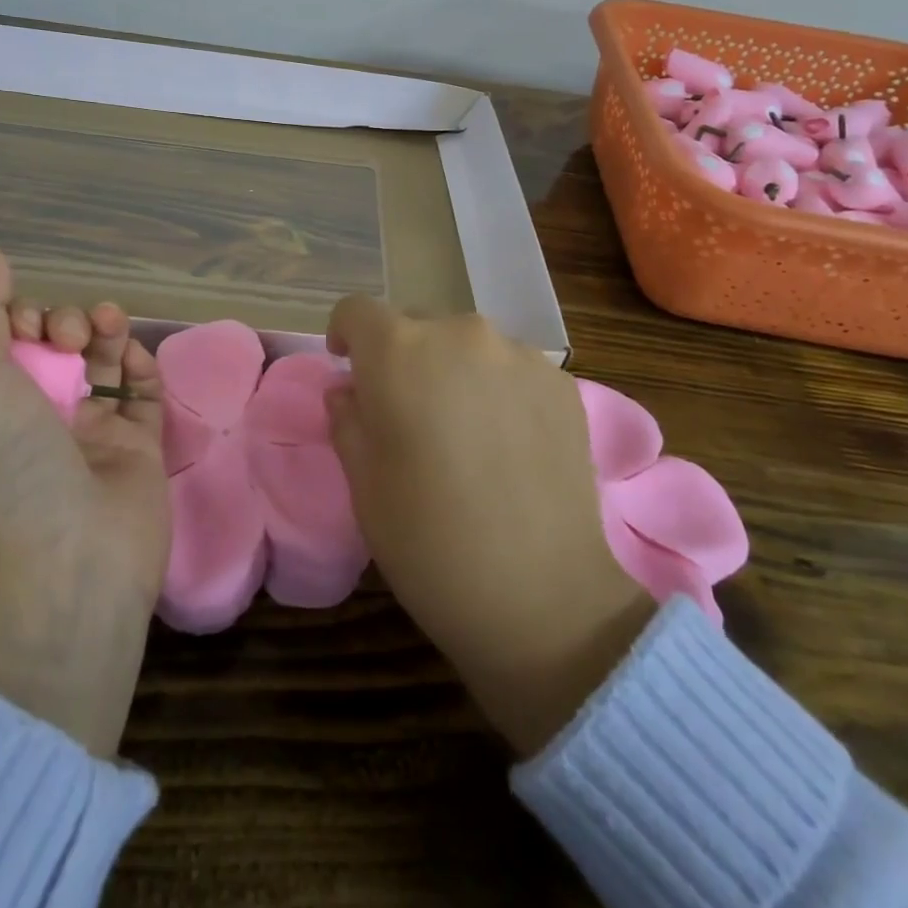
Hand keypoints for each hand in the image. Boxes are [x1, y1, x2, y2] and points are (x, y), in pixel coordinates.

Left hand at [0, 251, 168, 756]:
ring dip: (106, 332)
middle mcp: (34, 420)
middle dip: (64, 321)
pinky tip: (136, 358)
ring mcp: (89, 438)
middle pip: (55, 347)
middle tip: (70, 336)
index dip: (15, 317)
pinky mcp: (138, 452)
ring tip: (109, 327)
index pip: (2, 343)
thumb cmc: (4, 469)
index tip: (25, 321)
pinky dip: (142, 367)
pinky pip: (144, 395)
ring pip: (102, 364)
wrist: (62, 571)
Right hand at [325, 300, 653, 755]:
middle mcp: (460, 334)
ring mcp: (519, 355)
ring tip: (464, 430)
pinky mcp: (562, 384)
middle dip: (401, 357)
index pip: (358, 311)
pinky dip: (498, 389)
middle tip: (407, 412)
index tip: (347, 367)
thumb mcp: (362, 482)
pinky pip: (512, 369)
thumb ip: (347, 417)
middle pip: (416, 325)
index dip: (345, 334)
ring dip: (453, 371)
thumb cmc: (428, 539)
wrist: (542, 597)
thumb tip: (350, 389)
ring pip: (468, 346)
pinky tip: (508, 443)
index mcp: (400, 352)